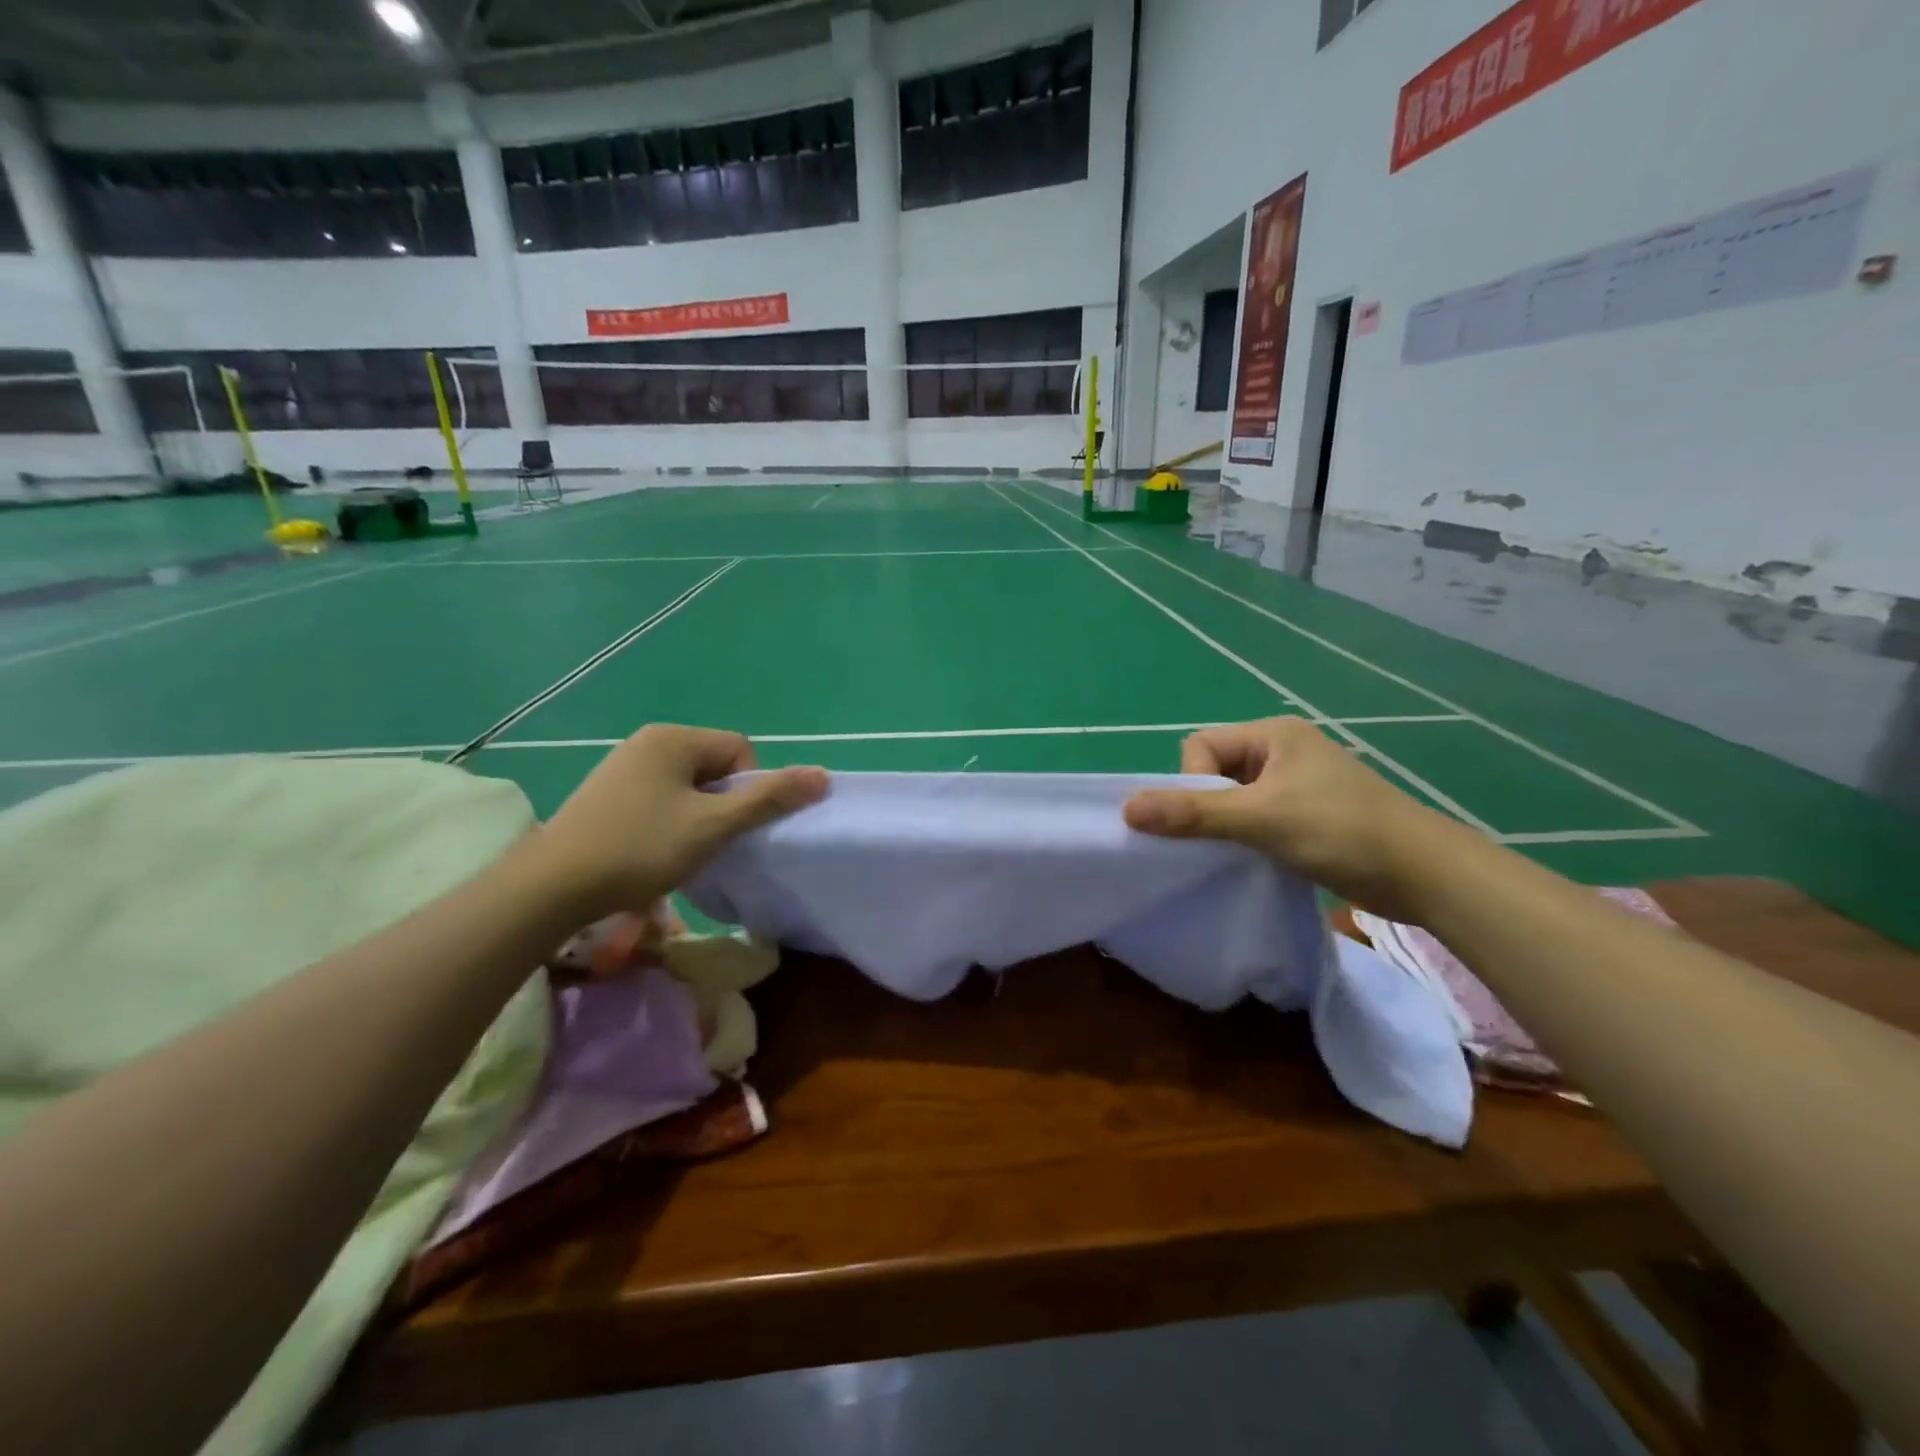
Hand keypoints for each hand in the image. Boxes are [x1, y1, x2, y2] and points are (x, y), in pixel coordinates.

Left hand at [533, 725, 827, 918]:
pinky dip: (669, 821)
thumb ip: (769, 799)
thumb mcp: (714, 826)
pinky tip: (653, 851)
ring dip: (697, 816)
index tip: (730, 827)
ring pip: (686, 786)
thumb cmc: (640, 849)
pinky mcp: (605, 793)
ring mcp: (621, 766)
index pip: (739, 750)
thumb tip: (822, 775)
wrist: (551, 887)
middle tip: (710, 842)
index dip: (748, 789)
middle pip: (713, 766)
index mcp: (673, 738)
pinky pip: (658, 797)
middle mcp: (647, 741)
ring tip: (682, 851)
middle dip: (722, 803)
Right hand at [1123, 717, 1469, 920]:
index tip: (1213, 819)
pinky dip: (1248, 838)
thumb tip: (1128, 809)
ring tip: (1242, 853)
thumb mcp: (1261, 819)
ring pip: (1235, 799)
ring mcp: (1298, 783)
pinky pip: (1257, 818)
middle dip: (1209, 807)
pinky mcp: (1309, 814)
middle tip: (1225, 839)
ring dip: (1228, 826)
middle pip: (1215, 772)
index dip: (1193, 783)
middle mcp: (1283, 750)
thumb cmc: (1341, 831)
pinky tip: (1258, 861)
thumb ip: (1194, 813)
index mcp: (1273, 734)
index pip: (1201, 747)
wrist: (1425, 874)